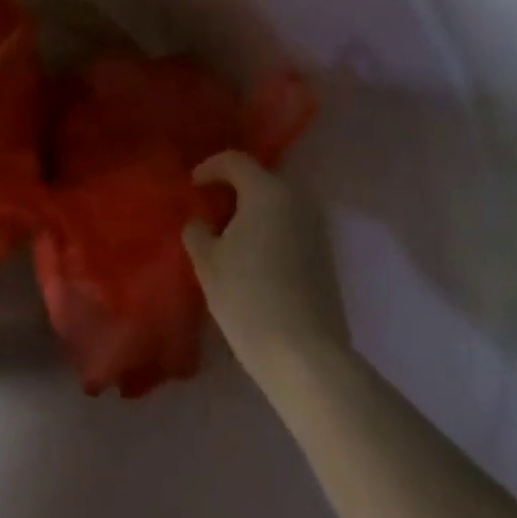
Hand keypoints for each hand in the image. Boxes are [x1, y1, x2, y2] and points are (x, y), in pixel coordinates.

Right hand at [183, 151, 348, 377]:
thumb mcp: (207, 262)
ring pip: (277, 205)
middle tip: (207, 210)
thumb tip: (201, 221)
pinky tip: (252, 260)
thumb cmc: (248, 298)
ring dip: (252, 212)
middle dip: (232, 190)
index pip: (235, 160)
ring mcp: (316, 230)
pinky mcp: (325, 258)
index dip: (209, 168)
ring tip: (227, 237)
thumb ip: (198, 231)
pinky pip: (290, 228)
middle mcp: (297, 201)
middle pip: (260, 179)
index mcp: (267, 191)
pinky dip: (269, 232)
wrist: (305, 357)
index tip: (191, 188)